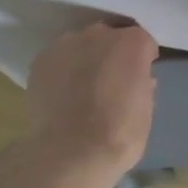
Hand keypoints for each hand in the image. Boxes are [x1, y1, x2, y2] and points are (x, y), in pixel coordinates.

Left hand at [25, 19, 158, 171]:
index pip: (142, 42)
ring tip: (82, 90)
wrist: (70, 154)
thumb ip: (142, 85)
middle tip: (111, 83)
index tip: (139, 78)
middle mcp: (100, 34)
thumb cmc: (120, 134)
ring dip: (85, 60)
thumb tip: (137, 80)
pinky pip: (59, 60)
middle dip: (112, 55)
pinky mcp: (41, 60)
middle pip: (110, 38)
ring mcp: (66, 44)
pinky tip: (62, 95)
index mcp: (133, 43)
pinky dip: (63, 71)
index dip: (142, 60)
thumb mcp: (146, 109)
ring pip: (81, 46)